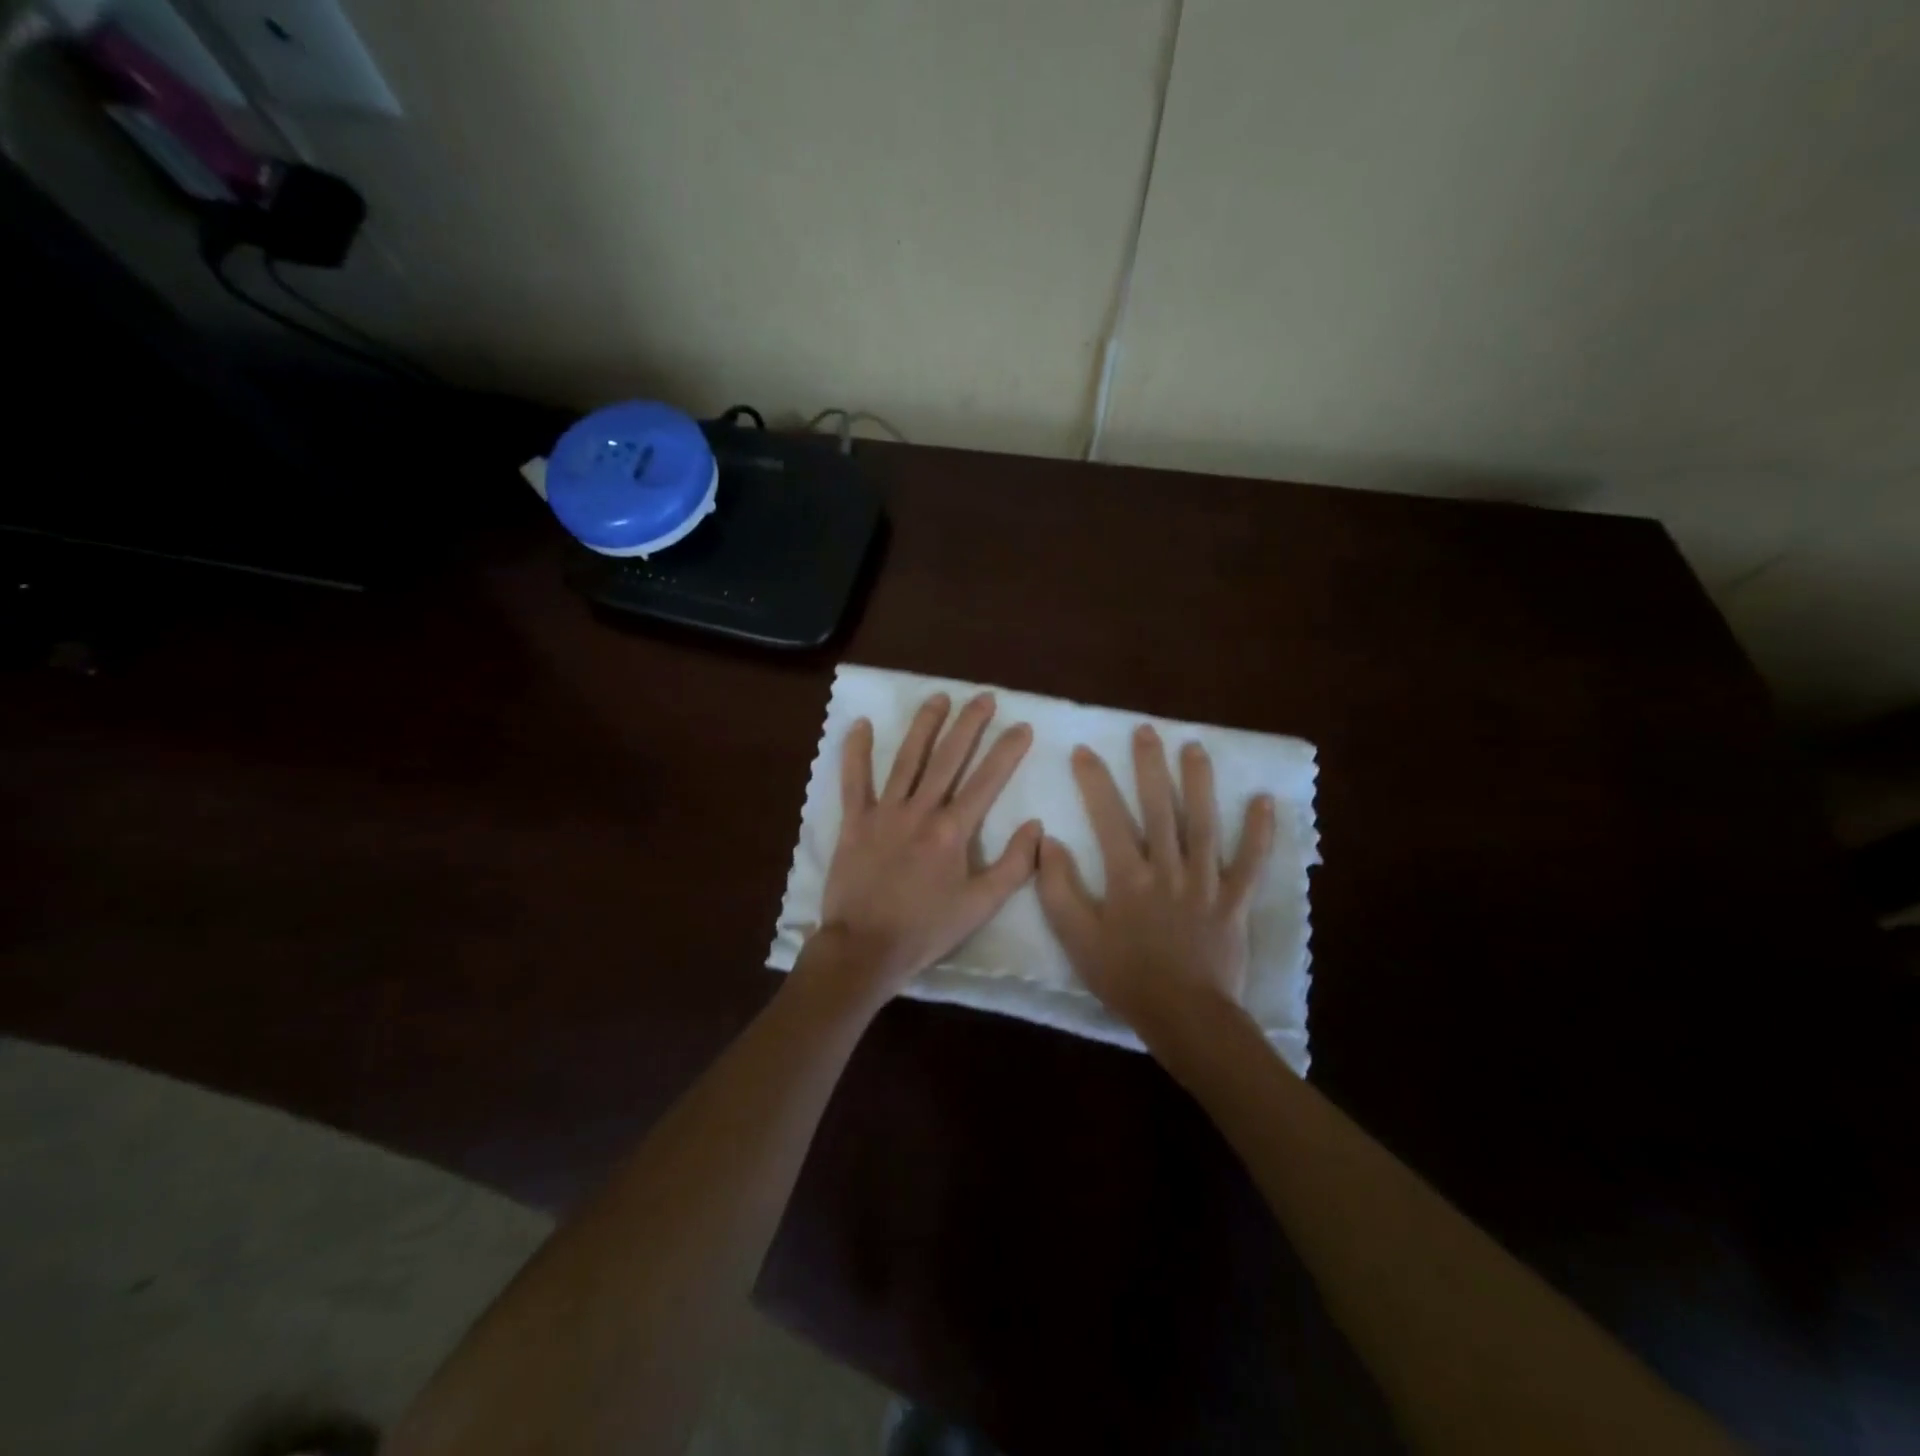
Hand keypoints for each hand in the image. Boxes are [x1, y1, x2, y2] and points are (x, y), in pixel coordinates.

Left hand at [810, 692, 1041, 1003]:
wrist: (865, 947)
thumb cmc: (926, 929)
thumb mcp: (981, 906)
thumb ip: (1014, 865)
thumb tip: (1035, 826)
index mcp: (953, 831)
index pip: (987, 780)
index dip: (1007, 750)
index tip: (1022, 726)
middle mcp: (920, 810)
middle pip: (948, 757)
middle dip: (969, 724)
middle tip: (983, 697)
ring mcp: (884, 812)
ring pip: (907, 759)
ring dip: (924, 726)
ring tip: (938, 698)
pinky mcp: (854, 821)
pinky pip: (854, 780)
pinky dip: (856, 752)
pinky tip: (859, 724)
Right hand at [1036, 725, 1274, 1040]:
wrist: (1184, 1016)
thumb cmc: (1125, 978)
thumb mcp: (1076, 938)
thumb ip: (1058, 888)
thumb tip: (1048, 841)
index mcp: (1128, 877)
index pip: (1108, 817)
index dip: (1095, 781)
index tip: (1085, 750)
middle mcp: (1168, 869)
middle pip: (1159, 808)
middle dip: (1150, 767)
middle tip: (1146, 732)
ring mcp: (1206, 882)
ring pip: (1204, 824)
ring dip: (1199, 783)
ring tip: (1194, 748)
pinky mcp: (1235, 900)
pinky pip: (1250, 862)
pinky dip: (1258, 831)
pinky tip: (1263, 800)